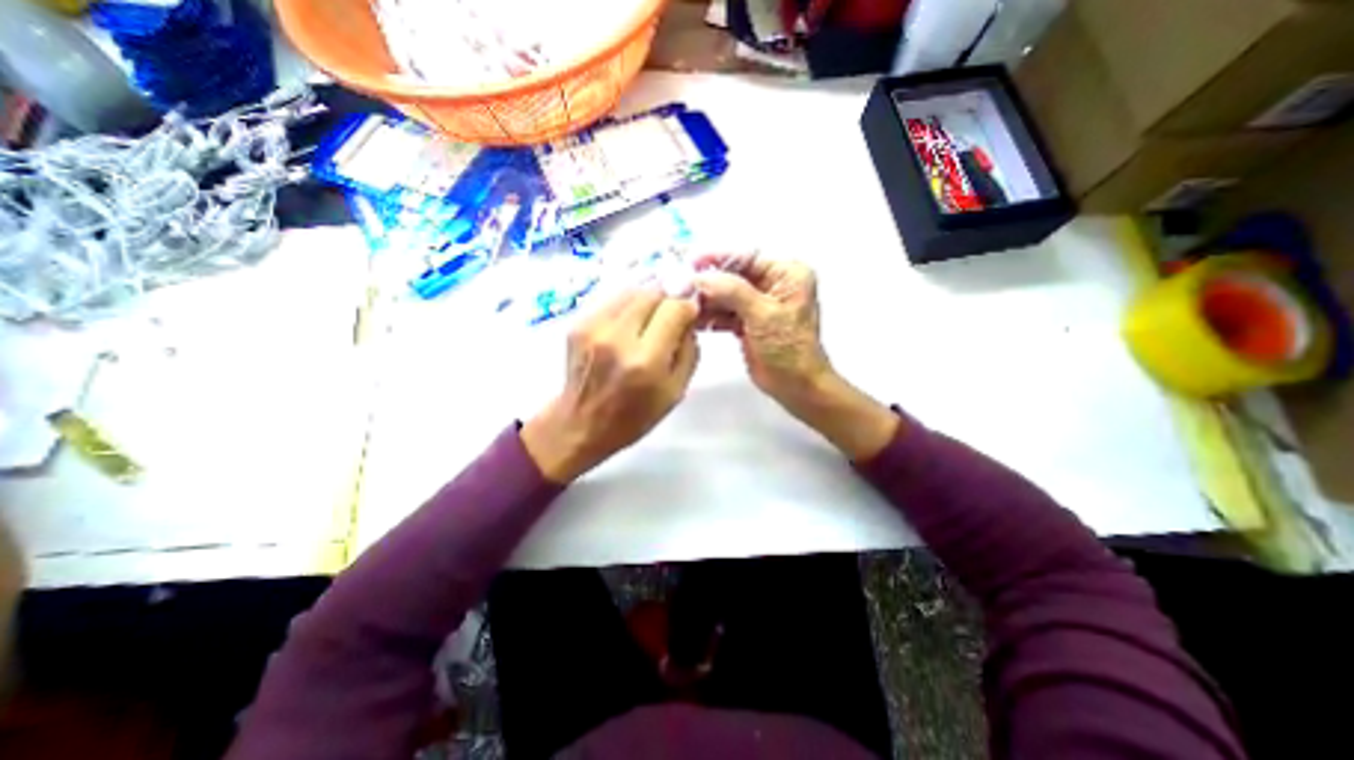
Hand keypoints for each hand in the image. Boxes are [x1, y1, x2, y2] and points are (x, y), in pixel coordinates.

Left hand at [519, 288, 698, 484]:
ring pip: (631, 290)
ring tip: (652, 317)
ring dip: (649, 298)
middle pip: (652, 292)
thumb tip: (689, 318)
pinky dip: (628, 304)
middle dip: (669, 298)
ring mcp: (593, 327)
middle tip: (673, 313)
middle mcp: (617, 338)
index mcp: (645, 361)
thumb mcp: (675, 392)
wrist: (581, 424)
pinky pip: (612, 299)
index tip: (690, 314)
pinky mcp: (577, 323)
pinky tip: (631, 322)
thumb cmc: (634, 417)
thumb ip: (689, 351)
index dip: (687, 306)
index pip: (674, 309)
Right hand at [691, 251, 832, 410]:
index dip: (718, 259)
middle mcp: (772, 285)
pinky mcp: (747, 323)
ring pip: (725, 296)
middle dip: (708, 283)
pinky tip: (692, 320)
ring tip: (682, 305)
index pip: (747, 258)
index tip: (691, 262)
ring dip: (705, 301)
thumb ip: (733, 291)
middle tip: (680, 287)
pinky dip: (709, 317)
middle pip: (732, 276)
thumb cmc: (790, 349)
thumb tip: (702, 277)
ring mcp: (758, 305)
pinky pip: (724, 313)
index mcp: (786, 274)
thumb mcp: (764, 315)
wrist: (796, 386)